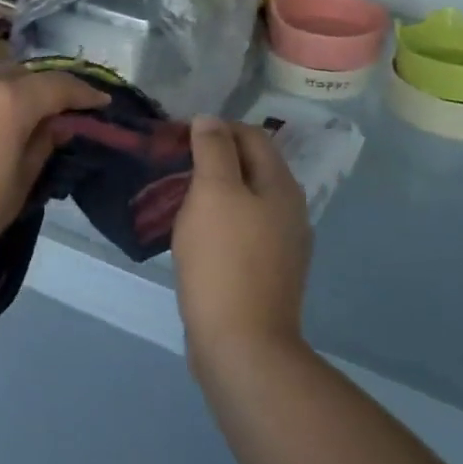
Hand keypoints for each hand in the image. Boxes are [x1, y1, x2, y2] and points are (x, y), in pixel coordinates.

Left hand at [0, 68, 104, 284]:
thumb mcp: (15, 190)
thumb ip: (40, 149)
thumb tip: (55, 125)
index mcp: (7, 101)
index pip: (57, 86)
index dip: (83, 94)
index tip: (101, 103)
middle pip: (22, 76)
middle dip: (45, 92)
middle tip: (60, 118)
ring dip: (11, 96)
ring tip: (21, 125)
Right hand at [172, 118, 311, 361]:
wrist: (242, 343)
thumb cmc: (224, 259)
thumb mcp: (213, 193)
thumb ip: (213, 150)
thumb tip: (210, 119)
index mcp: (281, 185)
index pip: (252, 135)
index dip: (215, 128)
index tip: (177, 137)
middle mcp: (290, 210)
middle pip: (251, 167)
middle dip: (213, 158)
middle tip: (172, 165)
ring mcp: (282, 245)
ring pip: (246, 200)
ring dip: (214, 191)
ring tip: (177, 197)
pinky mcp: (266, 272)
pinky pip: (242, 231)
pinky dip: (218, 221)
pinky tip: (195, 235)